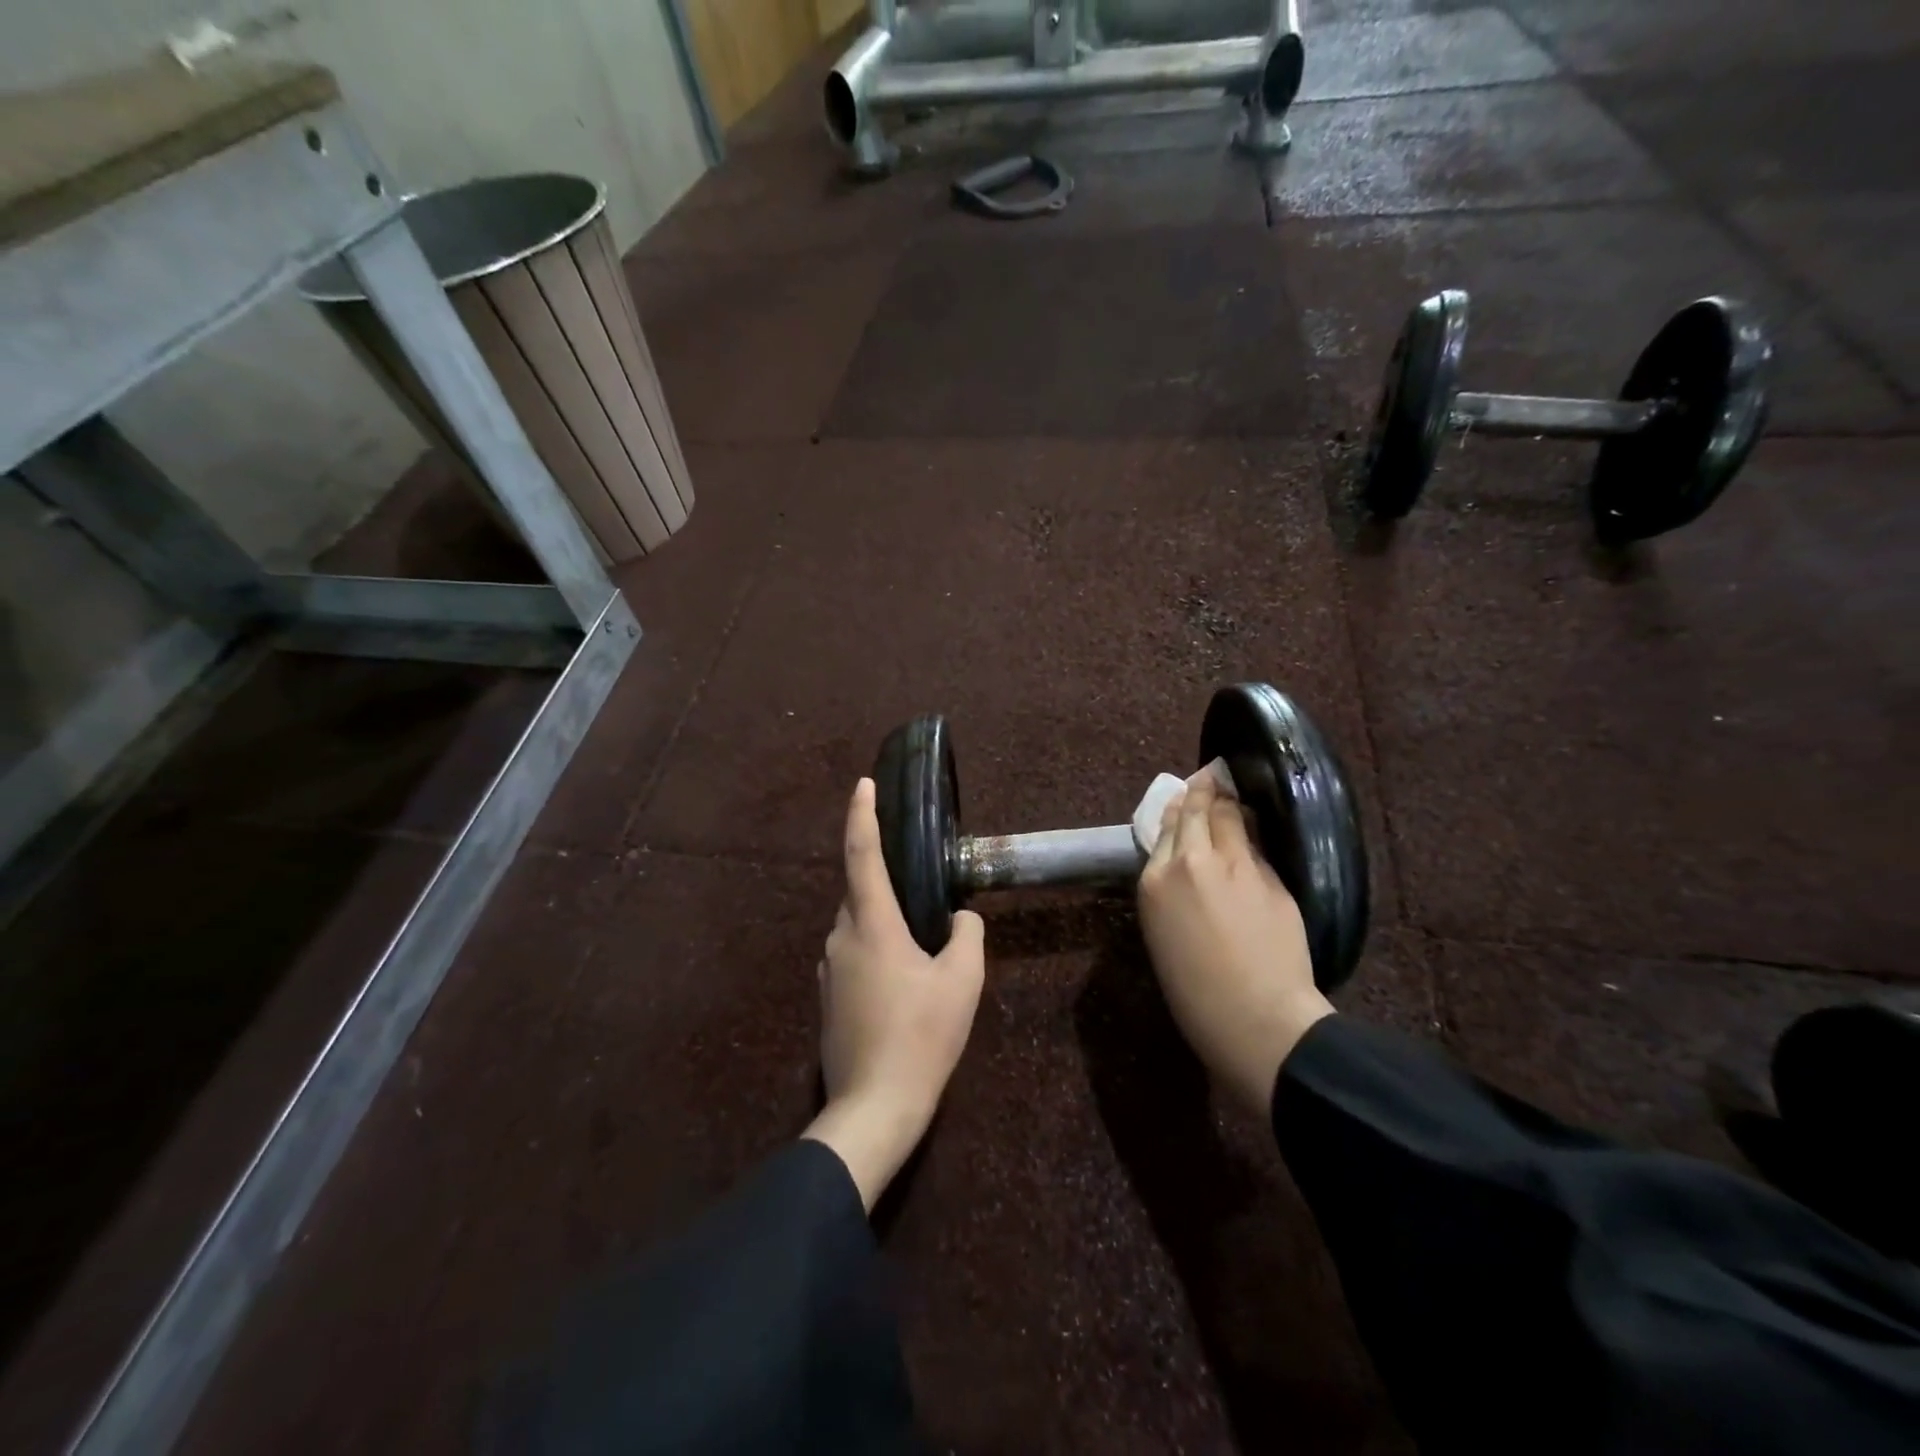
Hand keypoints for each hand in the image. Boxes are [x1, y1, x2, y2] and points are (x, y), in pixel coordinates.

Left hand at [802, 778, 985, 1210]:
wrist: (873, 1107)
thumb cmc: (922, 1037)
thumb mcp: (963, 982)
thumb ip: (968, 936)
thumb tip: (962, 918)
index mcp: (872, 924)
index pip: (862, 854)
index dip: (862, 814)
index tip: (864, 783)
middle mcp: (841, 937)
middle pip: (860, 891)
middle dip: (885, 880)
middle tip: (922, 889)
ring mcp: (829, 969)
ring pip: (857, 925)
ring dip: (883, 921)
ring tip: (920, 945)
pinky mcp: (828, 996)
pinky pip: (853, 954)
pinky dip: (875, 950)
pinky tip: (902, 981)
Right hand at [1137, 767, 1333, 1113]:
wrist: (1255, 1018)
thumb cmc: (1196, 993)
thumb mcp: (1162, 935)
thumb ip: (1169, 891)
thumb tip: (1184, 867)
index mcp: (1155, 881)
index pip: (1166, 828)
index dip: (1179, 808)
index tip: (1185, 796)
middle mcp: (1190, 862)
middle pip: (1198, 811)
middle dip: (1203, 790)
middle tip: (1210, 777)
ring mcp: (1235, 865)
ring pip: (1230, 816)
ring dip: (1229, 801)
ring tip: (1230, 791)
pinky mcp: (1270, 876)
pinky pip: (1257, 843)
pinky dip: (1251, 830)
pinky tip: (1253, 825)